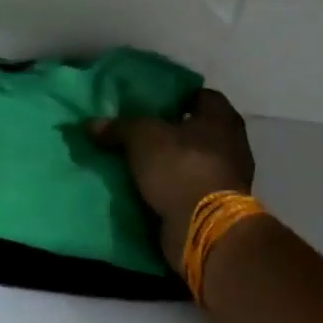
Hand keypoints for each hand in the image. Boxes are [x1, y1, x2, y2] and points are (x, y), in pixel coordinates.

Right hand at [89, 89, 255, 271]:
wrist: (205, 227)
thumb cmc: (180, 167)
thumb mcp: (141, 137)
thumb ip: (118, 127)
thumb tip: (91, 124)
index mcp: (221, 118)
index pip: (201, 95)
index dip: (176, 97)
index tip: (151, 102)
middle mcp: (231, 144)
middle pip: (196, 130)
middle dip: (169, 131)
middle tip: (138, 131)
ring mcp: (227, 177)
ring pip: (191, 161)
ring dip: (169, 162)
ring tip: (137, 161)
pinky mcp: (216, 206)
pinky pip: (189, 188)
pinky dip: (172, 188)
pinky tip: (146, 188)